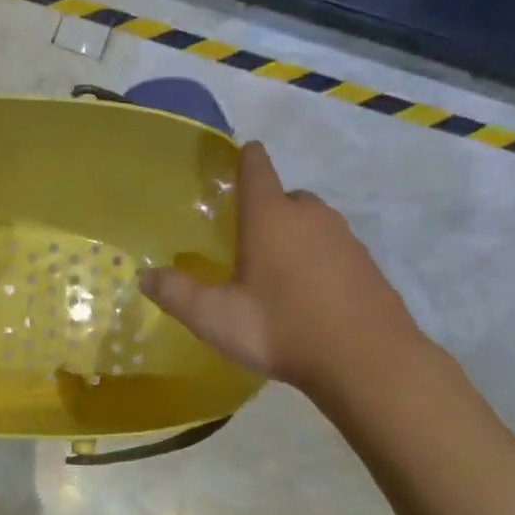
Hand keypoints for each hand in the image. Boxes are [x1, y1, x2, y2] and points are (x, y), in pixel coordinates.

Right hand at [137, 141, 422, 391]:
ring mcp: (345, 239)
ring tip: (275, 271)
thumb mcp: (215, 317)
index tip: (242, 152)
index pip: (257, 169)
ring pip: (312, 224)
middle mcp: (310, 216)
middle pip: (286, 197)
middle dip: (267, 208)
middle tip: (246, 237)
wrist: (368, 362)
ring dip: (294, 237)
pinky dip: (319, 261)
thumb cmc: (281, 328)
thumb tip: (145, 276)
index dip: (247, 158)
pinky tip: (308, 294)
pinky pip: (334, 250)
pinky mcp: (367, 266)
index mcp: (271, 217)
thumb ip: (177, 293)